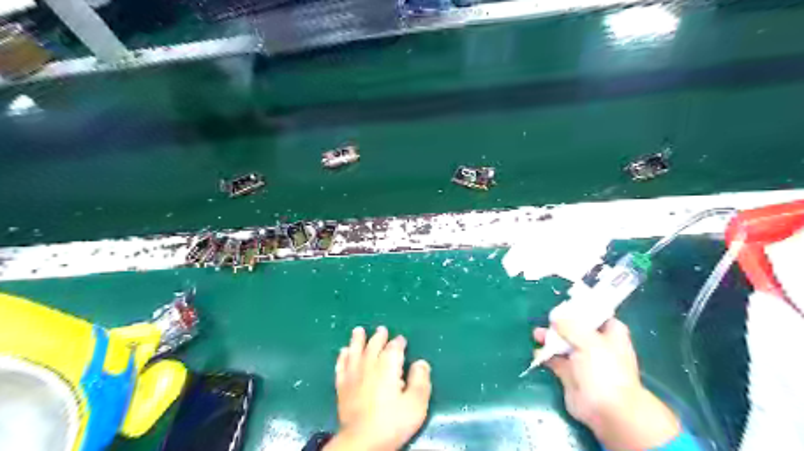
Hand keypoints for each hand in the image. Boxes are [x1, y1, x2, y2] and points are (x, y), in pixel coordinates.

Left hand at [323, 327, 433, 450]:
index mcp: (388, 366)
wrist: (362, 441)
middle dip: (379, 337)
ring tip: (358, 331)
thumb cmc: (392, 422)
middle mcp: (369, 365)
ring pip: (355, 351)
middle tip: (381, 329)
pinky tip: (343, 352)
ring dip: (357, 340)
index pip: (394, 348)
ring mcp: (353, 375)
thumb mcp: (416, 403)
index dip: (398, 342)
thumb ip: (420, 380)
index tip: (401, 339)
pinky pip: (341, 366)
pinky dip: (342, 357)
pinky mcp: (342, 387)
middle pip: (374, 345)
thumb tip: (421, 362)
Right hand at [536, 317, 680, 450]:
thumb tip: (555, 317)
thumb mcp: (589, 341)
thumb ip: (570, 326)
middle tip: (548, 319)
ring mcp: (582, 360)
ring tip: (536, 334)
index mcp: (610, 334)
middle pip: (576, 328)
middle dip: (560, 323)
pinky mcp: (569, 373)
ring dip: (550, 338)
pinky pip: (554, 359)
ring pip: (563, 343)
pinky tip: (538, 352)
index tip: (566, 304)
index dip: (583, 309)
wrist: (606, 409)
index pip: (598, 315)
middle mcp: (596, 345)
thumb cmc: (604, 370)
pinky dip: (545, 355)